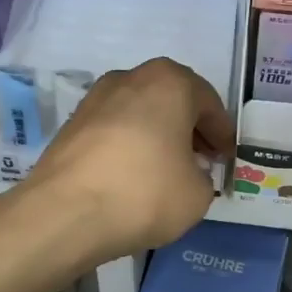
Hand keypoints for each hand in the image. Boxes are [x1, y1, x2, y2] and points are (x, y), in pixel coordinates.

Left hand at [21, 58, 233, 261]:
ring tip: (168, 168)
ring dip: (158, 134)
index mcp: (170, 82)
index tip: (227, 156)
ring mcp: (96, 98)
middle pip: (172, 100)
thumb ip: (202, 176)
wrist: (65, 213)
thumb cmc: (145, 192)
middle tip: (202, 158)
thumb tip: (187, 173)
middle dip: (190, 128)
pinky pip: (115, 128)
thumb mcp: (198, 194)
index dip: (222, 133)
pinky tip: (134, 174)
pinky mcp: (72, 123)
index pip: (209, 103)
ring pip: (141, 111)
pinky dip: (130, 144)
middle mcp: (131, 78)